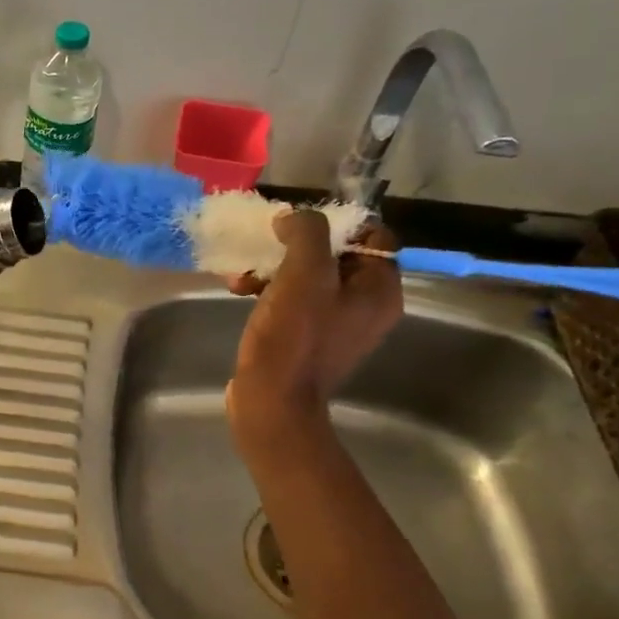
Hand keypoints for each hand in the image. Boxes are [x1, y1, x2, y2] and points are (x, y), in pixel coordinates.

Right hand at [226, 208, 402, 461]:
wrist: (270, 401)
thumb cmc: (293, 337)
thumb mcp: (303, 274)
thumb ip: (306, 233)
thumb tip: (294, 218)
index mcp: (379, 290)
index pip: (372, 235)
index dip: (336, 222)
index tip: (297, 224)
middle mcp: (365, 306)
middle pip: (336, 254)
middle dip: (295, 246)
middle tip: (267, 246)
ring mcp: (336, 324)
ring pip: (308, 276)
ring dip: (274, 268)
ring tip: (243, 274)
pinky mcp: (307, 338)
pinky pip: (293, 299)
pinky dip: (268, 290)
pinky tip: (240, 291)